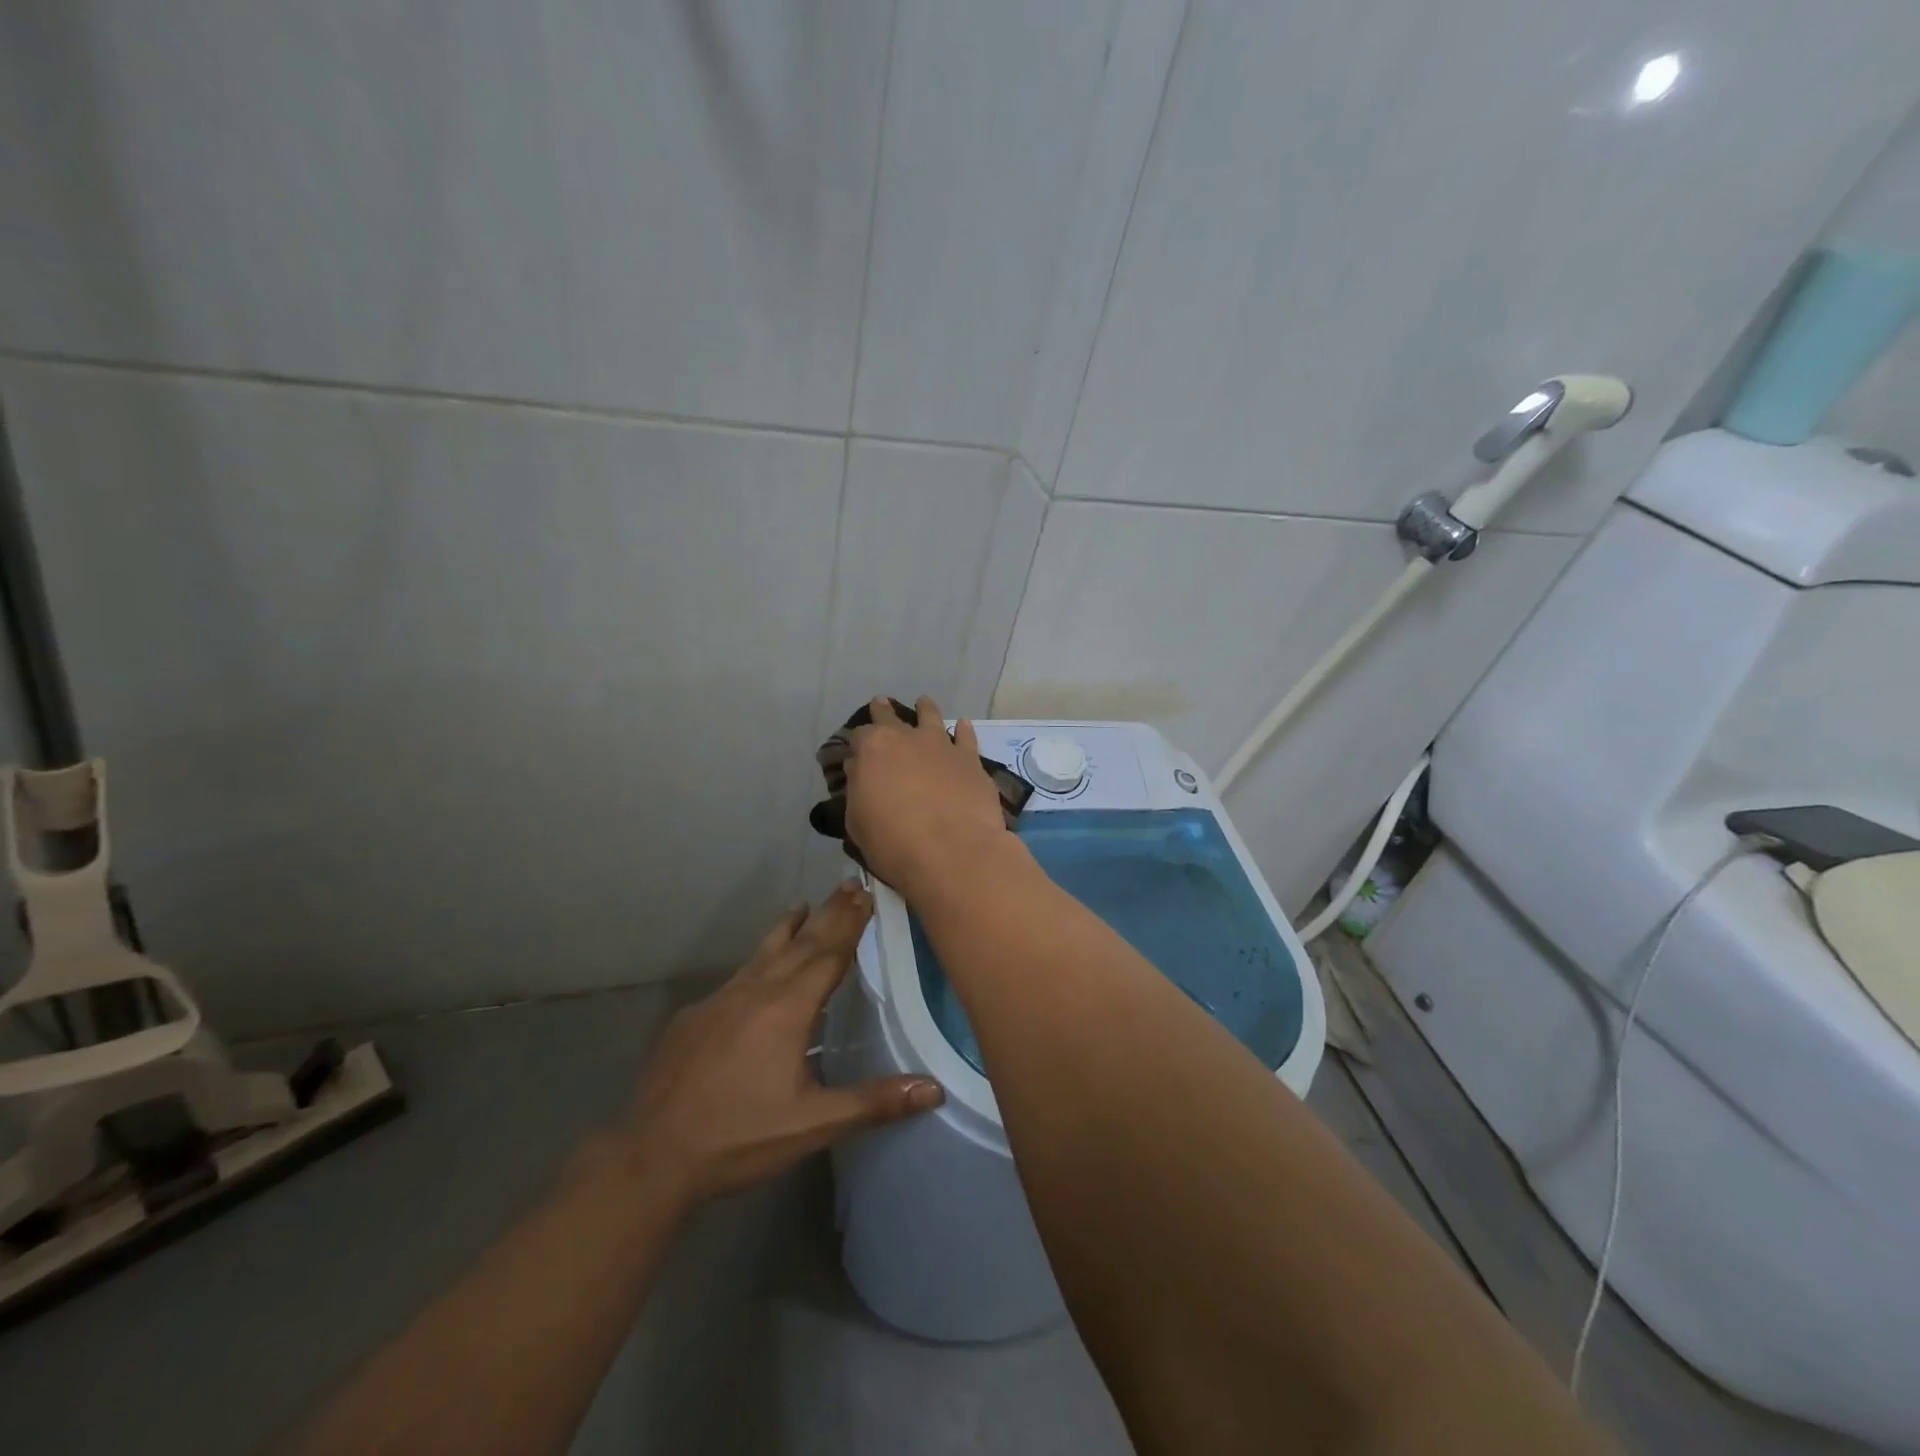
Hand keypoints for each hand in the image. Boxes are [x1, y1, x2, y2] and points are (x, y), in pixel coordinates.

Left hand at [618, 882, 943, 1205]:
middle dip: (829, 913)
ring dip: (790, 927)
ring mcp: (720, 999)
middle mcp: (755, 991)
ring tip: (804, 905)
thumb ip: (873, 1102)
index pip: (828, 954)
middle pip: (801, 942)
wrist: (652, 1156)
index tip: (868, 892)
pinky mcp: (695, 1016)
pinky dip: (759, 958)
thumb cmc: (739, 1137)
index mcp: (787, 1009)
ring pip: (764, 951)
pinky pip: (738, 975)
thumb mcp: (813, 1124)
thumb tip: (934, 1088)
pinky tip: (758, 969)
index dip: (851, 923)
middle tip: (850, 884)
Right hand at [845, 695, 1012, 897]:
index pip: (859, 736)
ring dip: (925, 709)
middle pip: (892, 717)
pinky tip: (963, 725)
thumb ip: (858, 790)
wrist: (952, 851)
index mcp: (873, 749)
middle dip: (884, 712)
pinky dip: (963, 730)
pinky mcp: (970, 759)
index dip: (857, 743)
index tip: (856, 751)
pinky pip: (966, 736)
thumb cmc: (893, 842)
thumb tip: (860, 770)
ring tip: (924, 703)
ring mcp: (942, 745)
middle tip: (881, 704)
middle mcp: (907, 738)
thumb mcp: (857, 822)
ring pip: (931, 717)